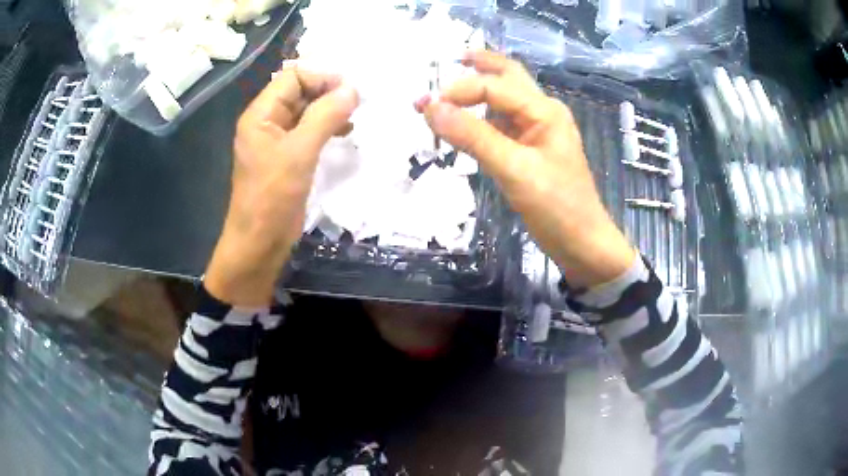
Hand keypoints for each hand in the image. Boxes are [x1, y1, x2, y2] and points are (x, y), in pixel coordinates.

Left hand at [206, 69, 358, 305]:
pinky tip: (346, 132)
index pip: (292, 77)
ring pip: (307, 111)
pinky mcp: (288, 157)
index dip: (321, 77)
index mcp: (261, 114)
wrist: (259, 244)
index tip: (351, 89)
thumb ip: (325, 116)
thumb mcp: (299, 153)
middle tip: (359, 101)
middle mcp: (267, 121)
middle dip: (329, 91)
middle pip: (300, 91)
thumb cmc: (272, 198)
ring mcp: (277, 140)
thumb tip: (353, 89)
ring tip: (355, 116)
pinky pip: (309, 131)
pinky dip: (328, 127)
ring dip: (330, 109)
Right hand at [417, 51, 634, 287]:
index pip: (492, 86)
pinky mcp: (531, 149)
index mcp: (544, 110)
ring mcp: (538, 130)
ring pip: (504, 99)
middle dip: (479, 66)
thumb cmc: (557, 207)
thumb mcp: (514, 170)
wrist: (583, 243)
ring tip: (448, 92)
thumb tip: (431, 108)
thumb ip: (473, 137)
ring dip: (478, 91)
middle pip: (508, 76)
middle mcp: (542, 112)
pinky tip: (465, 123)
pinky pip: (503, 124)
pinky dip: (482, 118)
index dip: (456, 92)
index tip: (424, 109)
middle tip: (448, 61)